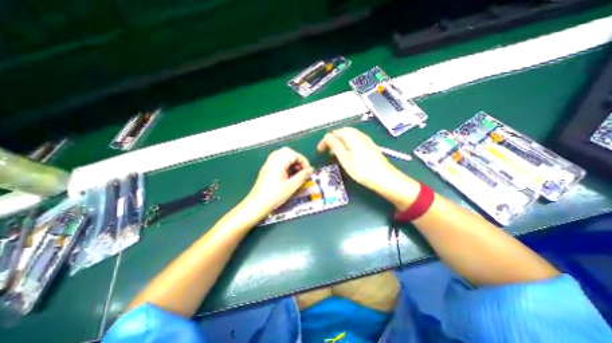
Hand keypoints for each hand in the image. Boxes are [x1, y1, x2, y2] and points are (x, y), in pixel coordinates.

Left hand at [243, 148, 311, 216]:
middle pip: (288, 152)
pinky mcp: (267, 169)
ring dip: (291, 162)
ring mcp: (268, 164)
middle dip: (297, 159)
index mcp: (278, 162)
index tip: (308, 171)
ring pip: (282, 155)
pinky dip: (286, 165)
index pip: (294, 154)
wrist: (257, 204)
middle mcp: (272, 160)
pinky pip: (278, 161)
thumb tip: (311, 170)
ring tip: (296, 173)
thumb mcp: (291, 186)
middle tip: (302, 170)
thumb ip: (302, 176)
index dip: (304, 161)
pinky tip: (288, 175)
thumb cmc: (274, 196)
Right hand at [315, 126, 421, 205]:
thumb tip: (327, 135)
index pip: (335, 132)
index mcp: (352, 136)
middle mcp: (360, 135)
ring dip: (340, 143)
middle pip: (343, 132)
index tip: (319, 150)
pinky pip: (355, 142)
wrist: (384, 178)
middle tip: (327, 150)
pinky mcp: (370, 147)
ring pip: (349, 137)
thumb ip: (335, 145)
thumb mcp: (345, 158)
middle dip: (333, 140)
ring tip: (335, 154)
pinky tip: (347, 155)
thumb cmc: (361, 169)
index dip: (326, 140)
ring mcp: (366, 141)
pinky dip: (347, 146)